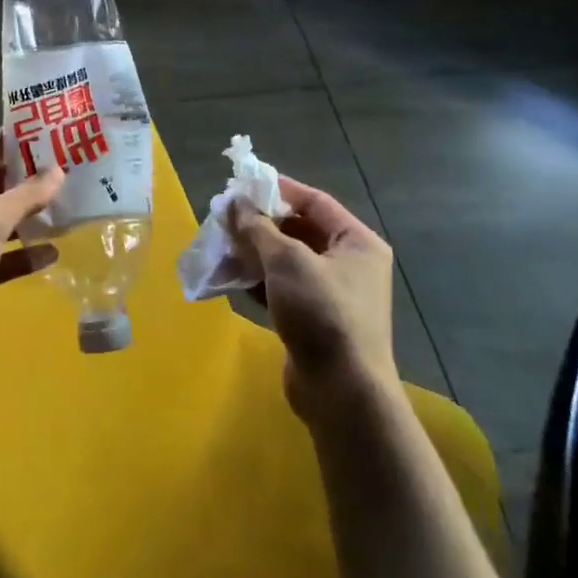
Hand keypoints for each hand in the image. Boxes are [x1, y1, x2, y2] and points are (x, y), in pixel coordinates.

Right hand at [229, 177, 399, 422]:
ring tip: (220, 244)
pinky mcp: (313, 320)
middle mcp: (349, 264)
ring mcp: (331, 294)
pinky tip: (230, 276)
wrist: (341, 392)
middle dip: (261, 224)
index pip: (315, 202)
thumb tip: (234, 202)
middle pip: (299, 230)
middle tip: (224, 216)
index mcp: (357, 242)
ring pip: (287, 261)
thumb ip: (258, 228)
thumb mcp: (287, 261)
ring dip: (254, 252)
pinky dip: (258, 280)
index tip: (243, 184)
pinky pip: (282, 288)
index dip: (278, 190)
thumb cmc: (322, 313)